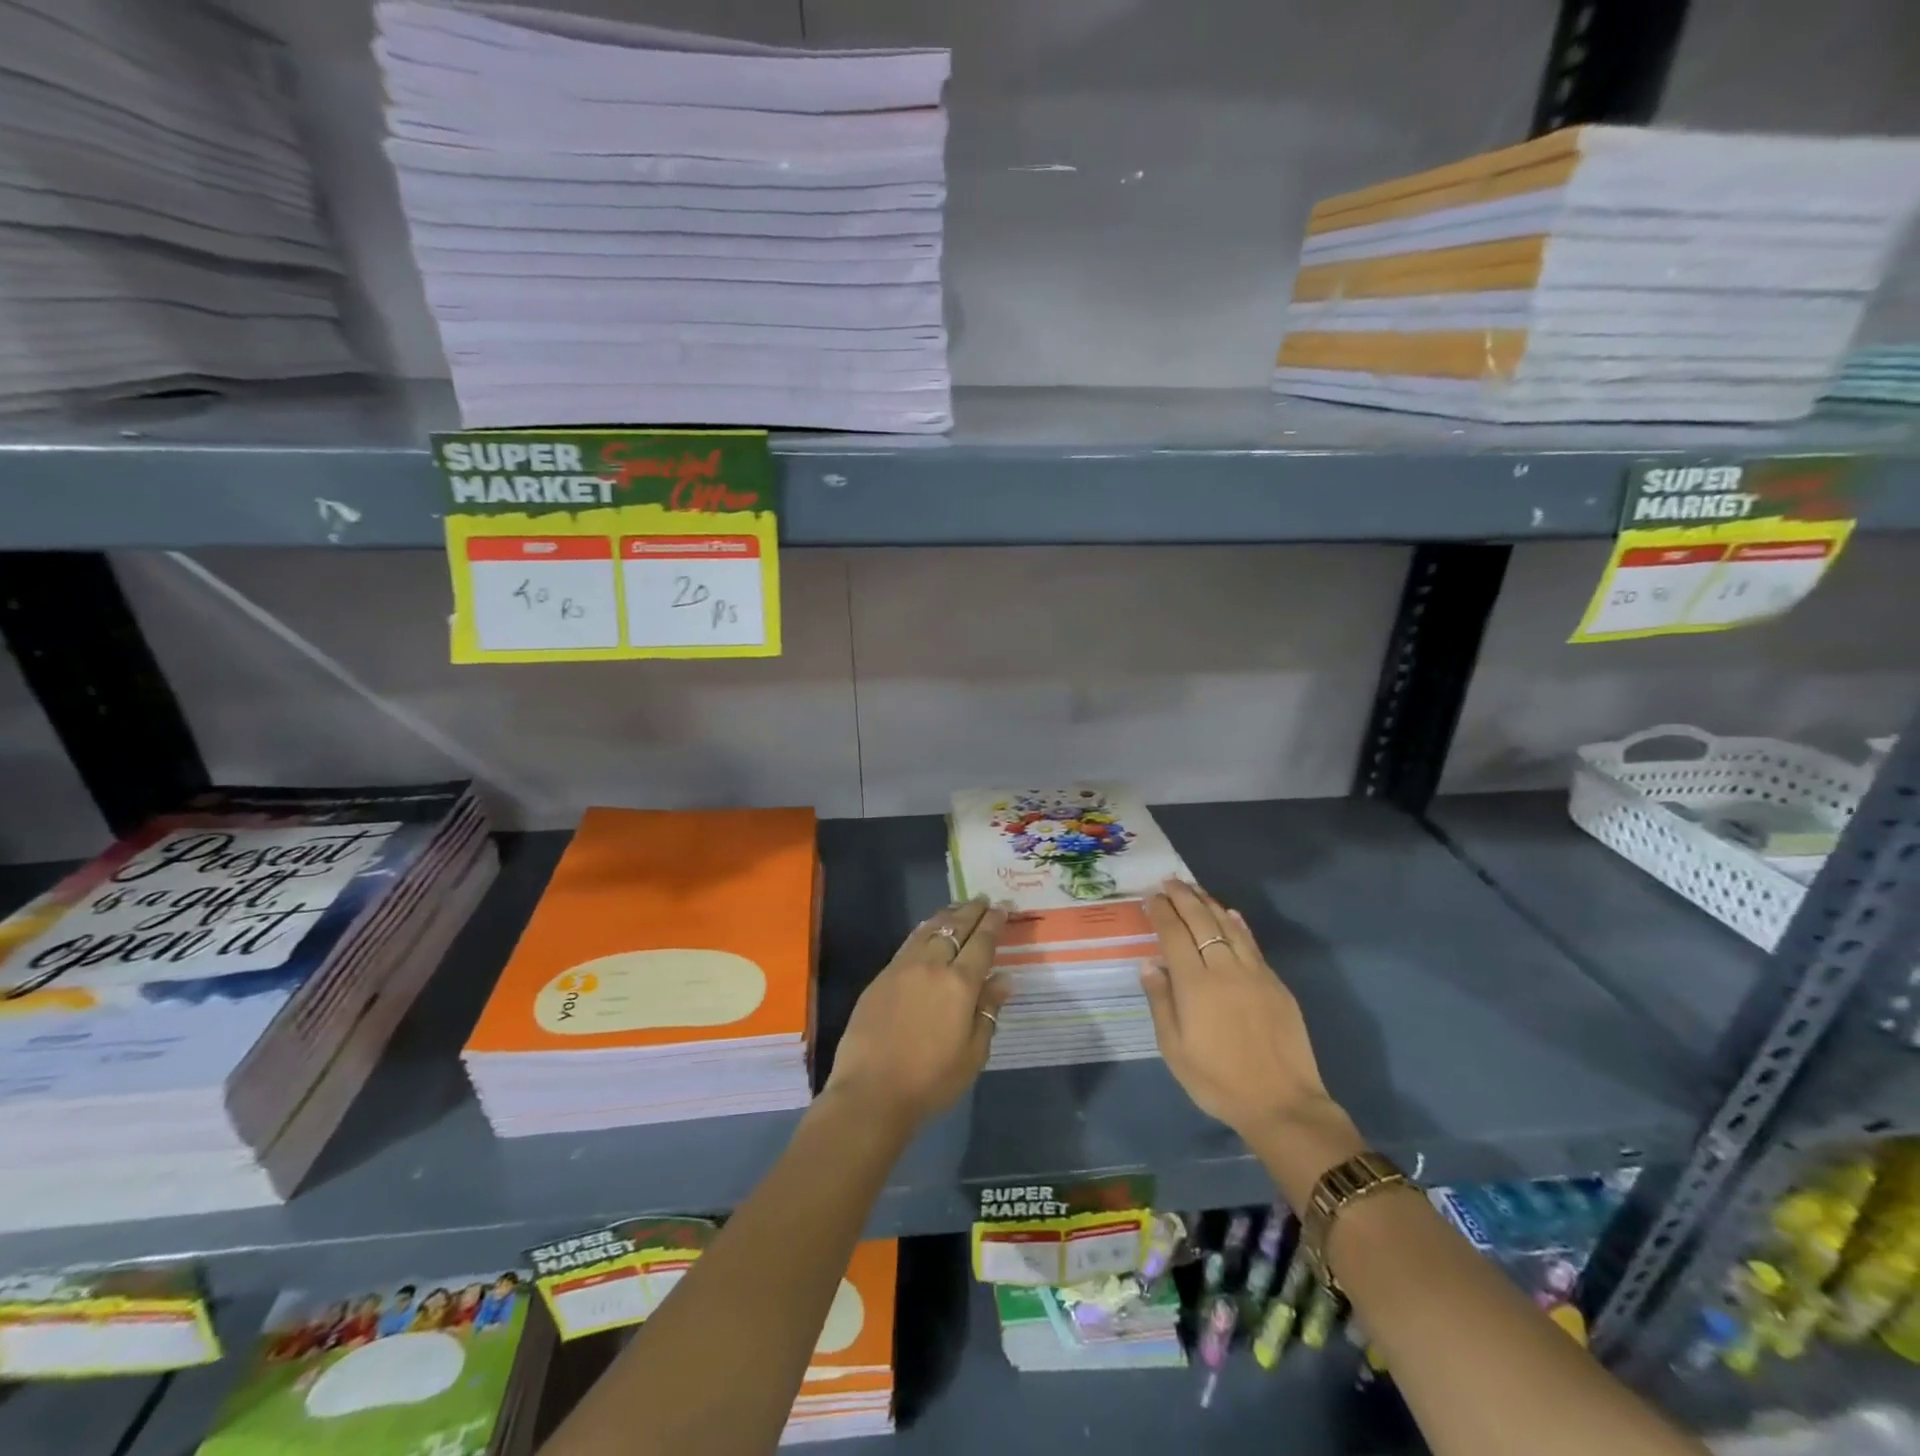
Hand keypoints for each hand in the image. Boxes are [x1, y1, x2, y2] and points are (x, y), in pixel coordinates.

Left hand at [826, 897, 1011, 1130]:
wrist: (871, 1091)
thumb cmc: (931, 1080)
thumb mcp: (973, 1053)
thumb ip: (988, 1011)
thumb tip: (1003, 980)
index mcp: (960, 983)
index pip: (982, 942)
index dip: (994, 922)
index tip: (1003, 907)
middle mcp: (932, 965)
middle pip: (955, 927)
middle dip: (972, 911)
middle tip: (984, 899)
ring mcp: (903, 967)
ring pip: (929, 929)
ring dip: (947, 915)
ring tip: (959, 908)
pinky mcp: (881, 976)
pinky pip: (909, 942)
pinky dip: (924, 930)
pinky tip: (928, 930)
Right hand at [1141, 878, 1335, 1143]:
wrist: (1282, 1104)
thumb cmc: (1217, 1081)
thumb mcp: (1174, 1049)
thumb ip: (1160, 1002)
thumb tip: (1149, 964)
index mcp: (1195, 985)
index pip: (1174, 935)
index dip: (1162, 912)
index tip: (1152, 896)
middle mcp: (1224, 969)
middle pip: (1201, 922)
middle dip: (1183, 898)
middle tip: (1169, 881)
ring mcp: (1254, 973)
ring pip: (1229, 926)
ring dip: (1209, 903)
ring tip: (1194, 889)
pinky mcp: (1275, 984)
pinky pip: (1252, 943)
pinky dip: (1238, 924)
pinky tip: (1230, 914)